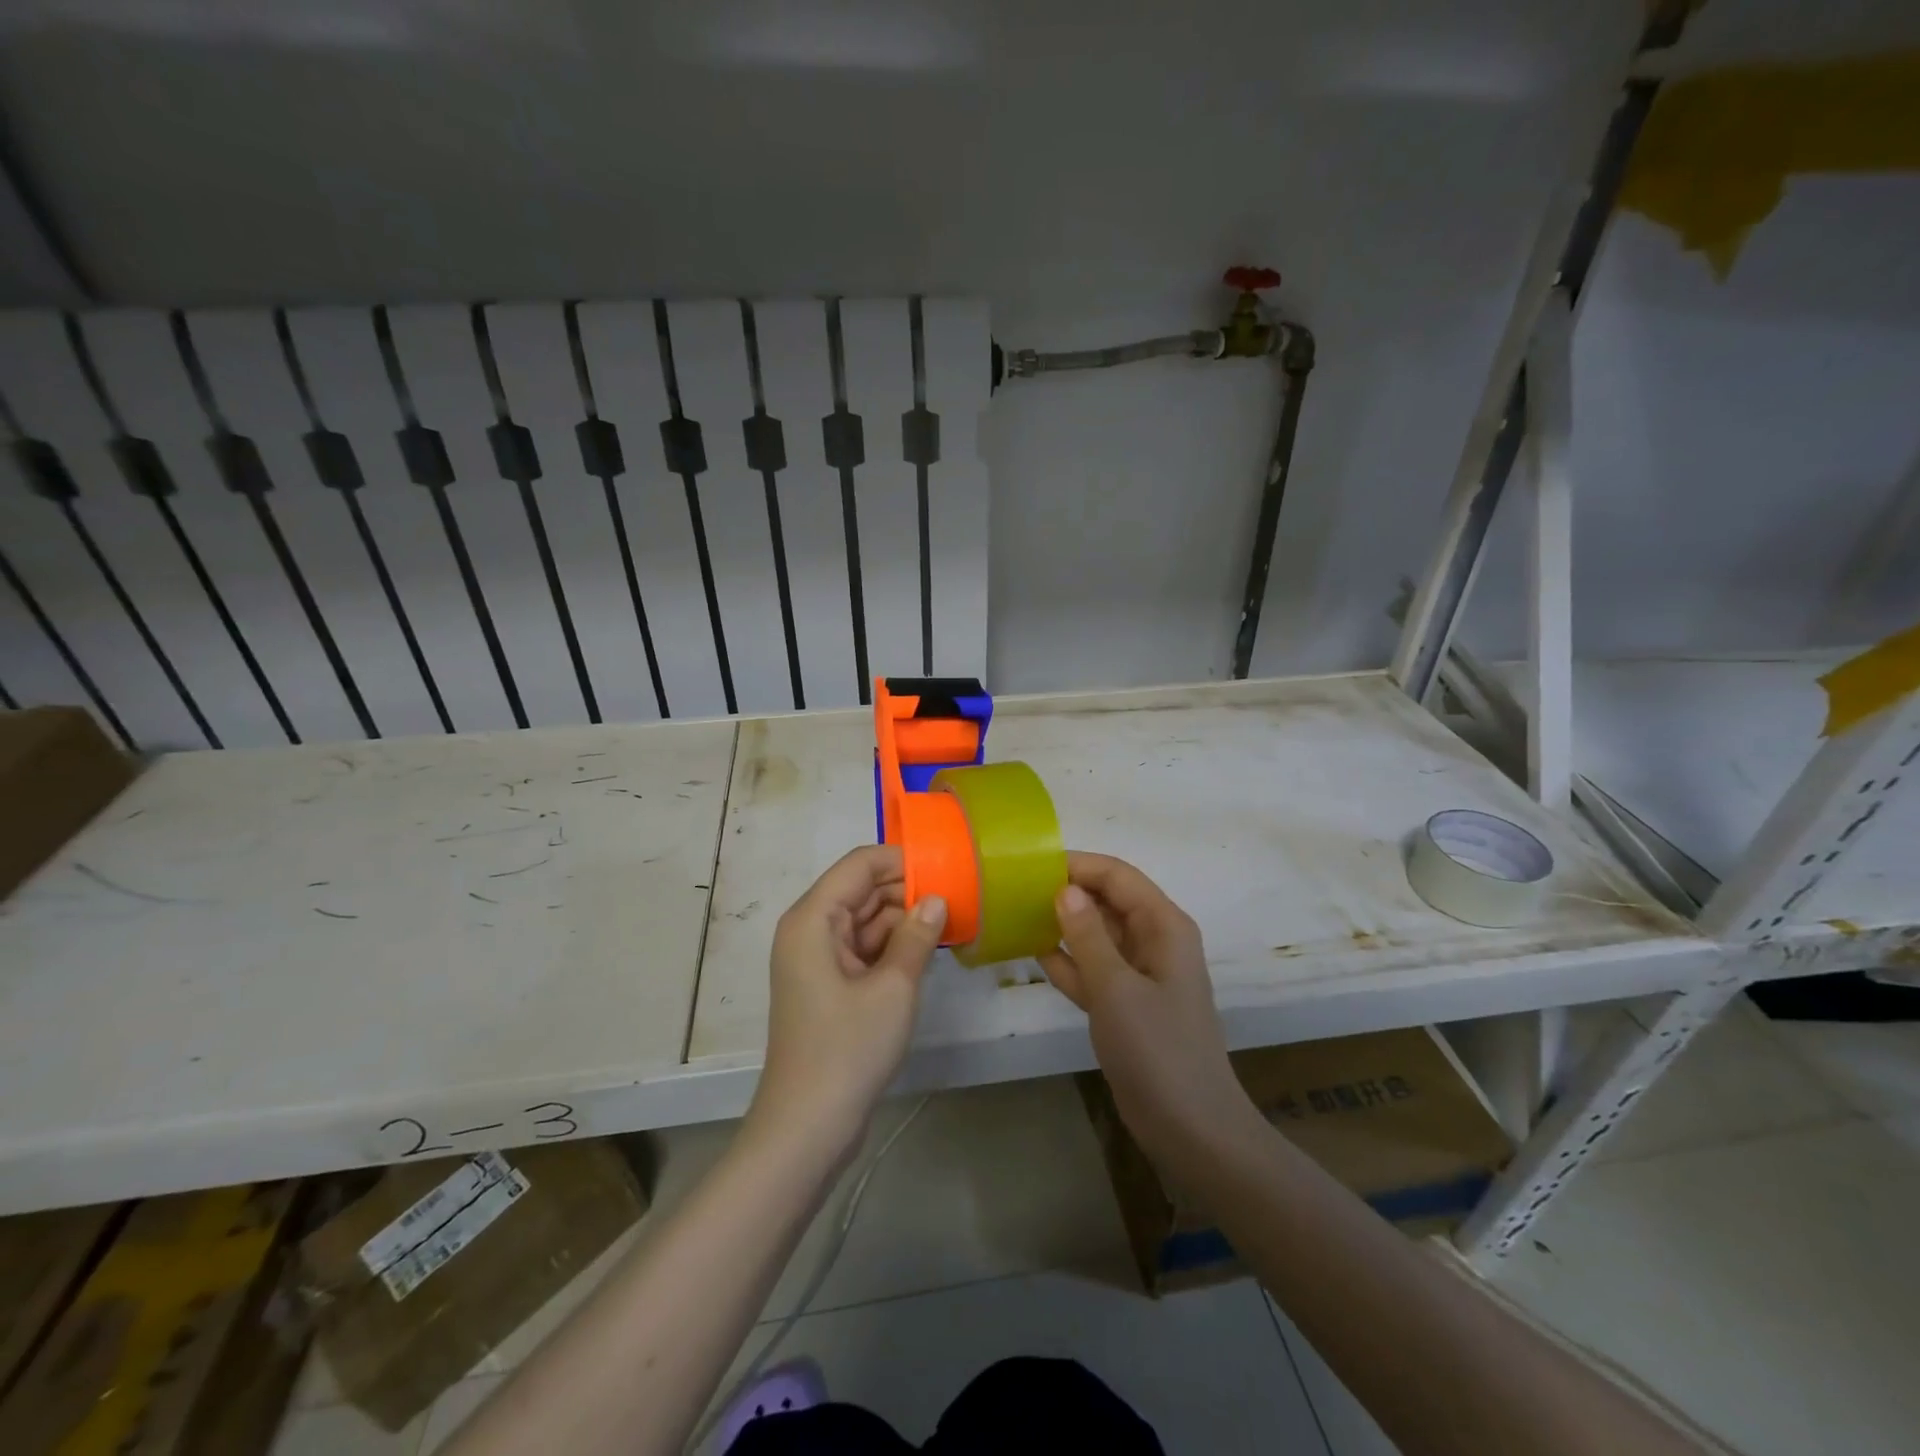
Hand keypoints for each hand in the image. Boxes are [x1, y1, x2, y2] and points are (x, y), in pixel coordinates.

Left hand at [748, 845, 946, 1160]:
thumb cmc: (848, 1049)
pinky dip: (893, 947)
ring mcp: (817, 959)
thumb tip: (937, 899)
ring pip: (866, 920)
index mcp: (813, 918)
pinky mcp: (829, 984)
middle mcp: (810, 929)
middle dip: (907, 891)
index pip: (860, 864)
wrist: (808, 1127)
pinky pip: (864, 948)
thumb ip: (917, 935)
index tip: (947, 867)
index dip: (902, 860)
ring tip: (952, 922)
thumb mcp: (893, 988)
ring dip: (903, 920)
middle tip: (958, 898)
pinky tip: (929, 951)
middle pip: (862, 890)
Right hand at [1039, 853, 1257, 1164]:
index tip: (1031, 866)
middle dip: (1066, 892)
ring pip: (1097, 934)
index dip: (1077, 865)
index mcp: (1163, 926)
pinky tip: (1031, 953)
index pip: (1118, 876)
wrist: (1191, 1130)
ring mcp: (1140, 974)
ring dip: (1062, 926)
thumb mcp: (1116, 988)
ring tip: (1015, 915)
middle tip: (1014, 890)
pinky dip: (1067, 961)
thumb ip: (1087, 935)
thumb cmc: (1158, 1050)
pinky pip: (1093, 968)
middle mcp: (1154, 941)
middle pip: (1107, 901)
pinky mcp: (1126, 1003)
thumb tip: (1065, 889)